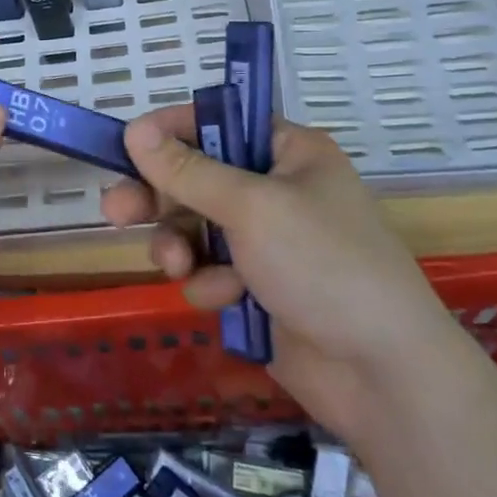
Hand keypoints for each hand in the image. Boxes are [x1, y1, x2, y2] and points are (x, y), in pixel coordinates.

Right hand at [100, 107, 460, 435]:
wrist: (381, 372)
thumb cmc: (323, 265)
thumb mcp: (251, 207)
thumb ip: (188, 171)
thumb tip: (134, 130)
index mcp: (288, 153)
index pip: (217, 123)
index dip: (170, 132)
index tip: (127, 146)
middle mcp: (276, 189)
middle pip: (196, 178)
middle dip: (158, 198)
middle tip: (115, 211)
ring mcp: (267, 241)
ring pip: (194, 228)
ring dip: (180, 247)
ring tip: (176, 268)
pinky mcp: (256, 286)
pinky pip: (209, 270)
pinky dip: (209, 283)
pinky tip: (226, 300)